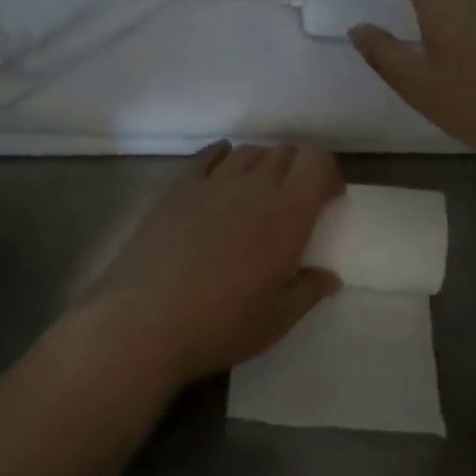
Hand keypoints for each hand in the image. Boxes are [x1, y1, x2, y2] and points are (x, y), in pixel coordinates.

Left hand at [80, 142, 344, 389]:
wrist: (145, 319)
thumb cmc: (221, 324)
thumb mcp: (277, 319)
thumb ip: (308, 291)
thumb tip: (330, 277)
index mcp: (287, 214)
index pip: (316, 161)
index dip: (327, 172)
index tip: (328, 199)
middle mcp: (253, 186)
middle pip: (284, 152)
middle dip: (298, 169)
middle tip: (296, 201)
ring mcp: (213, 182)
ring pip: (249, 151)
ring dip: (263, 164)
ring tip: (259, 193)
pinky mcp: (179, 187)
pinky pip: (209, 156)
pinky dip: (224, 156)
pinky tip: (223, 172)